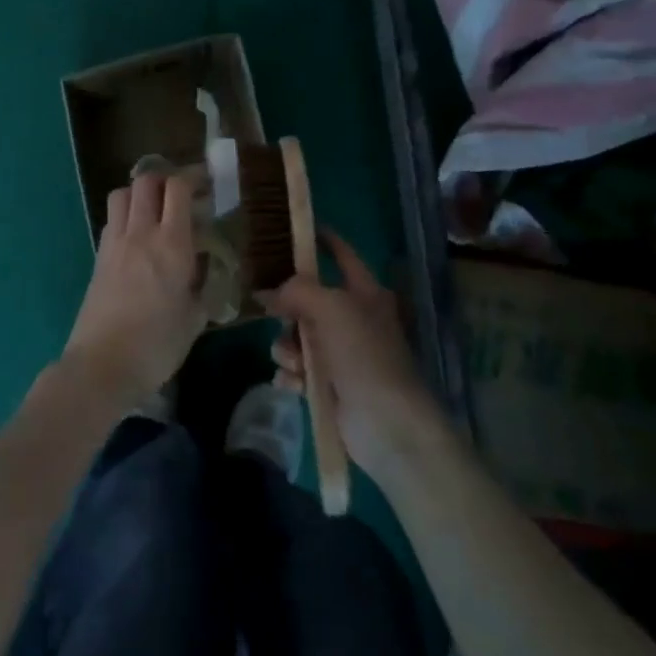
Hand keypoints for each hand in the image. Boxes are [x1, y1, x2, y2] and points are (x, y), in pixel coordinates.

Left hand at [61, 171, 204, 405]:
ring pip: (122, 194)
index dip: (193, 178)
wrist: (102, 365)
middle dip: (165, 179)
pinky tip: (137, 238)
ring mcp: (114, 243)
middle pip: (146, 181)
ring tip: (156, 210)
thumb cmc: (157, 345)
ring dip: (140, 193)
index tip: (207, 185)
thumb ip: (203, 286)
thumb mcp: (195, 318)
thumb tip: (206, 270)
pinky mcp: (98, 258)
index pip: (178, 188)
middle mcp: (141, 233)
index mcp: (172, 244)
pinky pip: (112, 220)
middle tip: (182, 194)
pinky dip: (125, 215)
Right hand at [258, 229, 442, 483]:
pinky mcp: (327, 386)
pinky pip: (294, 370)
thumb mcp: (331, 308)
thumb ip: (297, 291)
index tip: (294, 230)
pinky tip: (295, 386)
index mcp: (364, 293)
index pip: (342, 255)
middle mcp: (352, 320)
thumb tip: (268, 293)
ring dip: (287, 350)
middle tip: (279, 318)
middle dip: (288, 312)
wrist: (387, 425)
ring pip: (295, 337)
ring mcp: (340, 355)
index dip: (322, 240)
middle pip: (306, 300)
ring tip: (296, 365)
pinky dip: (290, 376)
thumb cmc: (365, 355)